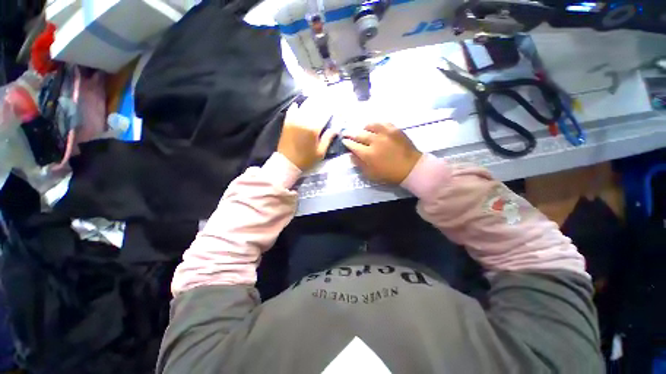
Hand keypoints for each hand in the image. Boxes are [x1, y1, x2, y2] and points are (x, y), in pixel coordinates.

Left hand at [277, 98, 336, 170]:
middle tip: (328, 96)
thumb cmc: (306, 159)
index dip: (332, 107)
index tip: (336, 104)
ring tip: (316, 96)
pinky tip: (299, 104)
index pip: (325, 113)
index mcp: (314, 128)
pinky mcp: (287, 122)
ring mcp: (294, 120)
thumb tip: (335, 129)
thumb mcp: (320, 152)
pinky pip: (292, 110)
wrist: (287, 163)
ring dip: (311, 100)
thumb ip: (327, 139)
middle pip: (315, 106)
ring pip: (304, 106)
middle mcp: (304, 120)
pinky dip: (296, 106)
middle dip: (323, 100)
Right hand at [342, 123, 421, 183]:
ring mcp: (385, 133)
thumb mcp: (371, 174)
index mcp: (368, 154)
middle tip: (348, 134)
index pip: (353, 145)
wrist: (410, 168)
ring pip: (370, 126)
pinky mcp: (394, 129)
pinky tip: (375, 128)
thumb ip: (359, 164)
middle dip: (351, 134)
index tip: (344, 141)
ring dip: (363, 128)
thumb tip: (351, 155)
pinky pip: (382, 123)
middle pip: (359, 134)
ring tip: (362, 130)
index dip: (347, 143)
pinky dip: (376, 125)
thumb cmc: (389, 174)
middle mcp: (375, 141)